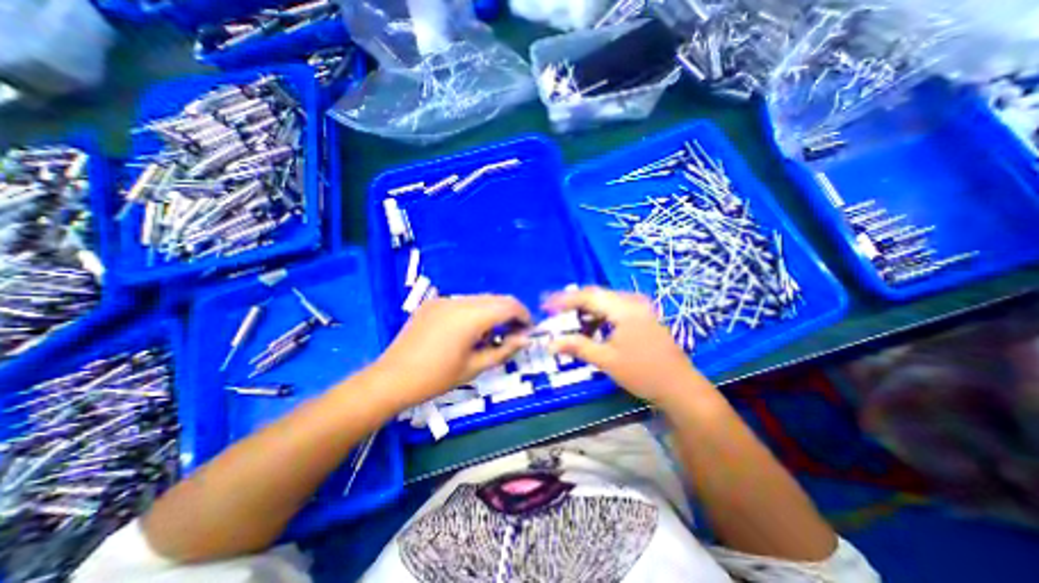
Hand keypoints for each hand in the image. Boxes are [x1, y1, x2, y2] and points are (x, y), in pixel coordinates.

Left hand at [371, 295, 530, 409]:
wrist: (391, 379)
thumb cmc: (436, 378)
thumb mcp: (475, 367)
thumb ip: (504, 350)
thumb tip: (525, 339)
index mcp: (471, 316)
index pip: (509, 305)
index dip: (524, 315)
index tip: (528, 331)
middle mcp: (459, 301)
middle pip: (496, 299)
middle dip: (510, 314)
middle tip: (513, 335)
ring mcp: (444, 300)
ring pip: (480, 299)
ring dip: (492, 313)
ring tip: (490, 336)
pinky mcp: (433, 303)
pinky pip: (462, 303)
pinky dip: (475, 312)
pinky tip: (468, 332)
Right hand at [544, 285, 715, 404]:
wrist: (680, 387)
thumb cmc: (643, 373)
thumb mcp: (606, 360)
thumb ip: (578, 347)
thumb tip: (550, 343)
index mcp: (624, 308)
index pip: (587, 296)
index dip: (564, 300)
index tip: (545, 306)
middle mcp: (632, 301)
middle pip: (595, 295)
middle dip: (572, 303)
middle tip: (552, 311)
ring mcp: (639, 308)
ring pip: (604, 302)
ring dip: (585, 311)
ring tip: (568, 322)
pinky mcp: (642, 316)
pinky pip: (614, 309)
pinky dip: (599, 317)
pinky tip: (590, 329)